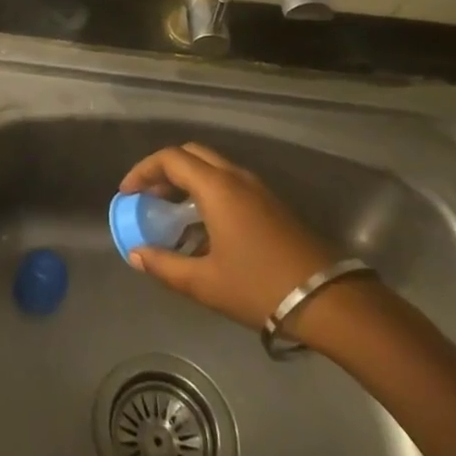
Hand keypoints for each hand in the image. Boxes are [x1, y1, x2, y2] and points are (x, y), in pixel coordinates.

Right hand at [120, 142, 338, 331]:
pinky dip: (206, 190)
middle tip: (147, 196)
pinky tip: (202, 225)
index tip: (127, 193)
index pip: (171, 159)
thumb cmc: (259, 287)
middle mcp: (236, 177)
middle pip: (191, 154)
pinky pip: (228, 182)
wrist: (328, 300)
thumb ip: (164, 265)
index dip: (143, 170)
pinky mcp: (271, 203)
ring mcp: (257, 189)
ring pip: (212, 167)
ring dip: (186, 180)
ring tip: (169, 211)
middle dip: (164, 170)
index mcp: (217, 187)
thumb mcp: (205, 283)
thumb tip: (135, 254)